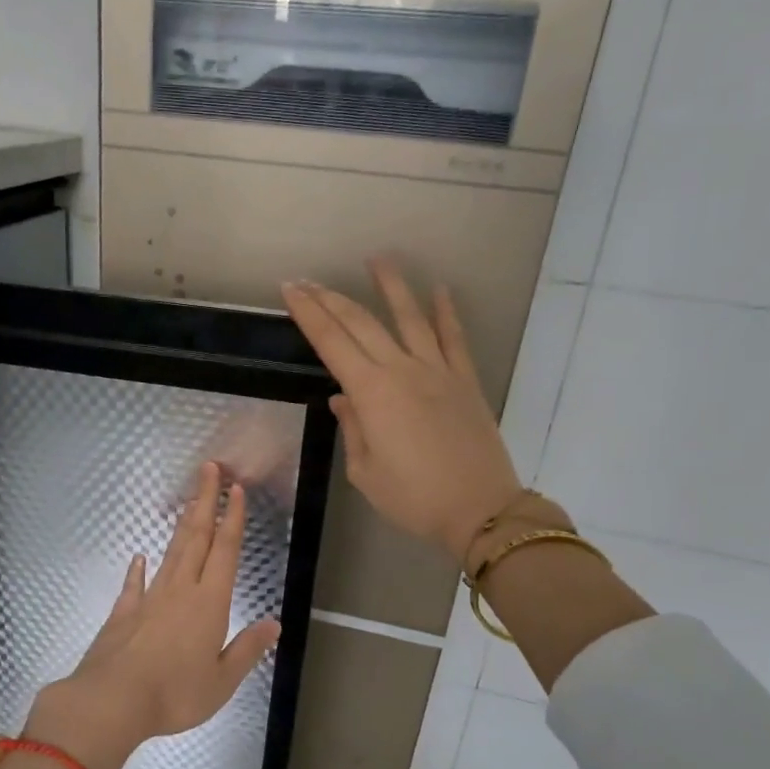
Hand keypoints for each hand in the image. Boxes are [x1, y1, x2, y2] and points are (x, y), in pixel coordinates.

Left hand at [25, 462, 281, 768]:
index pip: (225, 550)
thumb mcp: (223, 680)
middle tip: (209, 470)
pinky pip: (134, 583)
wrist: (112, 700)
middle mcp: (180, 590)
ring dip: (181, 525)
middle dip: (206, 501)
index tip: (235, 489)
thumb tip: (274, 624)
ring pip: (170, 553)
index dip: (232, 518)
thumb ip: (248, 649)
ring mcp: (149, 598)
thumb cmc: (175, 693)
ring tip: (189, 502)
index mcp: (210, 603)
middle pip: (196, 537)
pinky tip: (140, 557)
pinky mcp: (124, 612)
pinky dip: (138, 569)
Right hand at [281, 257, 526, 562]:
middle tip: (310, 280)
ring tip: (377, 258)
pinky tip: (439, 290)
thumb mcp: (365, 472)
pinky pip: (454, 337)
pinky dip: (446, 312)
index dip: (308, 313)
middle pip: (362, 323)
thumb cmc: (413, 498)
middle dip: (332, 298)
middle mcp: (402, 370)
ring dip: (391, 286)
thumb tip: (343, 398)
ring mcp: (438, 371)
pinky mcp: (465, 380)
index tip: (290, 290)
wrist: (479, 509)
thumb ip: (352, 428)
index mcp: (371, 393)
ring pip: (410, 317)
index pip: (331, 341)